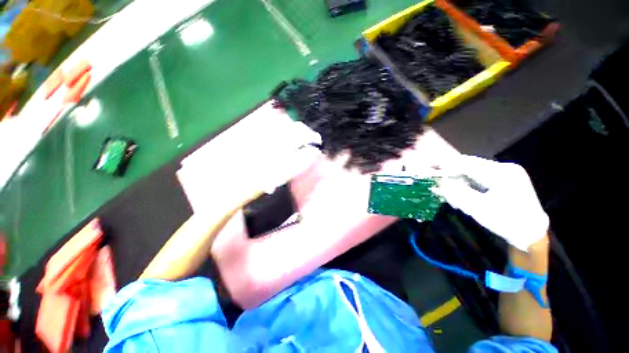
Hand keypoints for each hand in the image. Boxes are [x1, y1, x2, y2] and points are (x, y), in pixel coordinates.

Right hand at [433, 155, 548, 251]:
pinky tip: (461, 188)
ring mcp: (508, 173)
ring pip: (476, 170)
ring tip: (447, 184)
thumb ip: (458, 193)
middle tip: (436, 171)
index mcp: (502, 174)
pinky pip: (482, 176)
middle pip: (472, 164)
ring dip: (460, 176)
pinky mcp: (507, 179)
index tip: (432, 165)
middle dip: (452, 169)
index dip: (448, 165)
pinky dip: (469, 180)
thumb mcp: (479, 208)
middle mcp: (506, 169)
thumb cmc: (506, 222)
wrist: (531, 234)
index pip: (469, 165)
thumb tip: (440, 183)